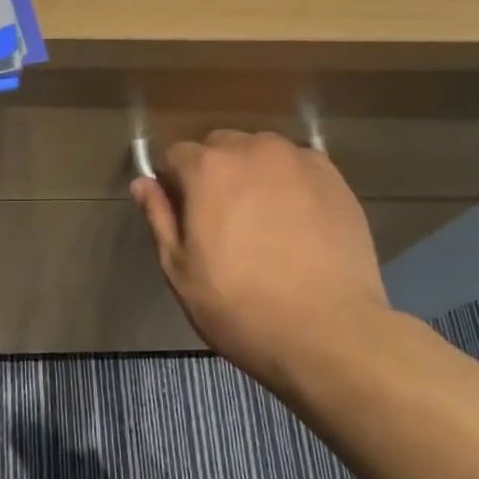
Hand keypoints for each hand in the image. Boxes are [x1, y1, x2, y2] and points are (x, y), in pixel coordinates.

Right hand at [131, 131, 391, 393]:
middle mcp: (254, 150)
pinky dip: (290, 184)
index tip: (183, 215)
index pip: (177, 154)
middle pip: (221, 146)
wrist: (328, 332)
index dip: (175, 184)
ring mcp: (300, 161)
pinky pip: (299, 168)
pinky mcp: (336, 180)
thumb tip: (142, 183)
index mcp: (208, 169)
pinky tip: (296, 224)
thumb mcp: (181, 270)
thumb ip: (160, 218)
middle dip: (214, 173)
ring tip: (263, 220)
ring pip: (263, 154)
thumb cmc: (239, 306)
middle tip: (222, 220)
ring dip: (253, 174)